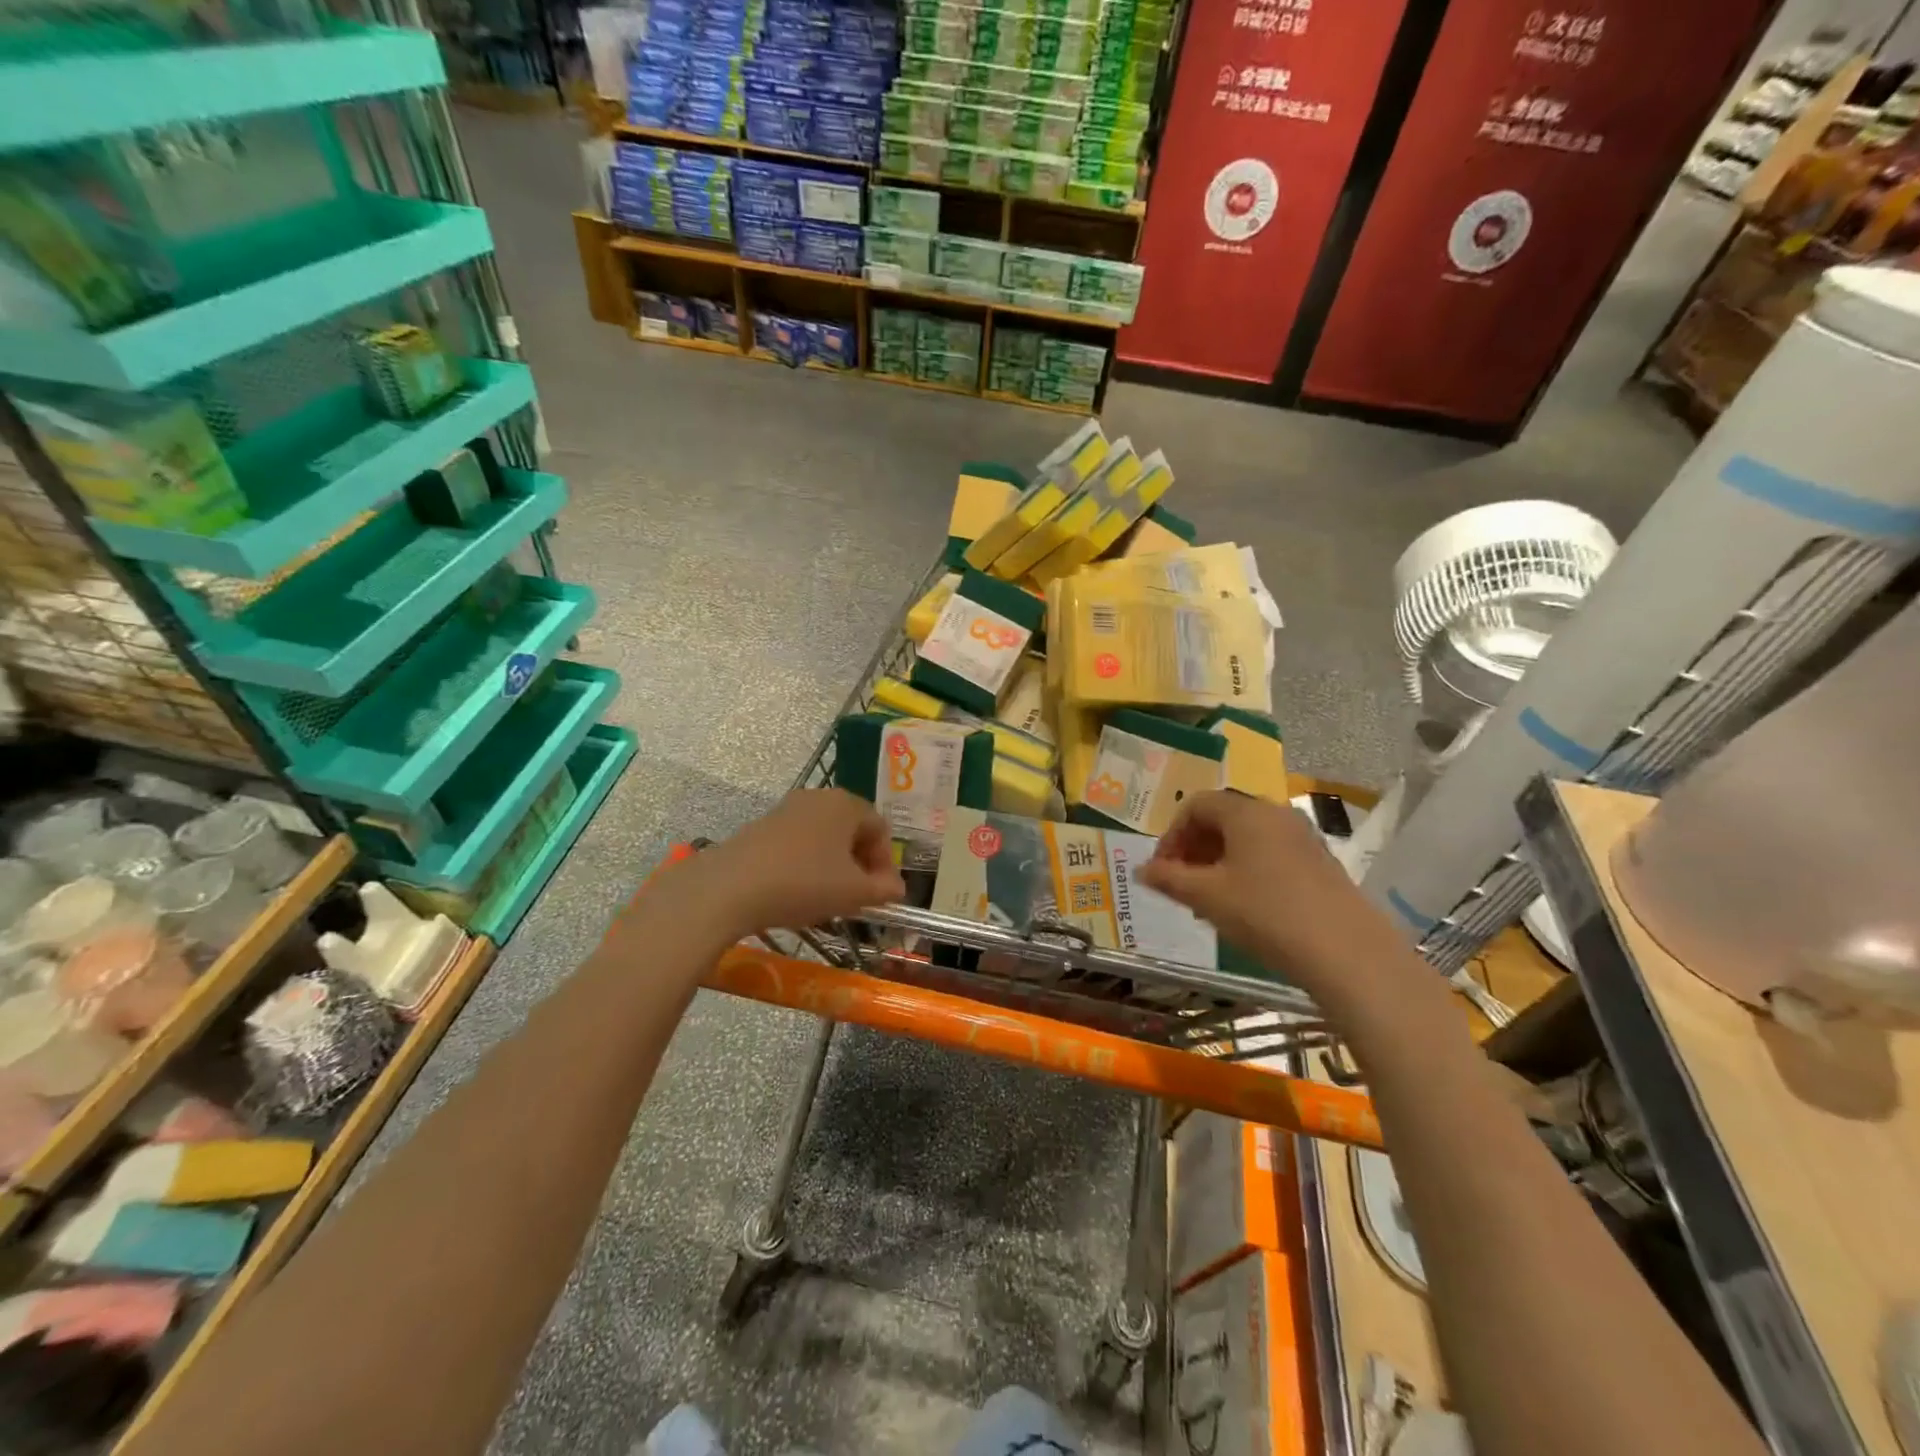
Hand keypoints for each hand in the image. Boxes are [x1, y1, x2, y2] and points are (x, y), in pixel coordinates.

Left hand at [676, 789, 905, 937]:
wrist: (729, 888)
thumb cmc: (803, 883)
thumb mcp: (853, 893)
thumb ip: (883, 890)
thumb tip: (897, 889)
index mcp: (846, 804)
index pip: (881, 830)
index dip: (886, 864)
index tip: (880, 895)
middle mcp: (818, 797)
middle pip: (852, 830)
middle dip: (861, 864)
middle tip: (858, 897)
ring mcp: (787, 809)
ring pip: (825, 837)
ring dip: (834, 866)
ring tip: (828, 898)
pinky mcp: (762, 826)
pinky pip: (798, 843)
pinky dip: (807, 865)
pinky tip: (797, 892)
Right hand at [1139, 791, 1415, 1014]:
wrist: (1346, 953)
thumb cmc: (1265, 914)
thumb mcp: (1206, 897)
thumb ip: (1169, 879)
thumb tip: (1141, 870)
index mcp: (1245, 811)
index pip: (1195, 805)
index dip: (1171, 835)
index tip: (1162, 870)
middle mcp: (1275, 813)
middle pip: (1222, 818)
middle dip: (1194, 848)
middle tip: (1181, 884)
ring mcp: (1303, 837)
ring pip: (1247, 838)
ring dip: (1219, 862)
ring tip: (1209, 901)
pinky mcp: (1320, 862)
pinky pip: (1271, 854)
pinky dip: (1247, 870)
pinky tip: (1245, 907)